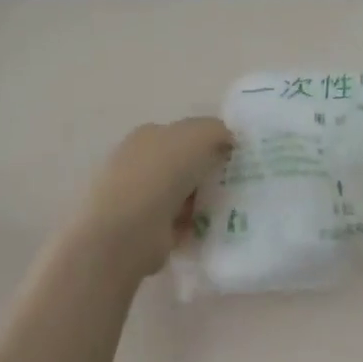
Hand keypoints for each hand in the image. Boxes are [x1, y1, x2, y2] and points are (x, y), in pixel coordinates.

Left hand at [75, 117, 232, 277]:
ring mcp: (137, 197)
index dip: (209, 143)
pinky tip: (210, 230)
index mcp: (147, 135)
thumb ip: (217, 130)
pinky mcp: (142, 230)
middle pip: (182, 165)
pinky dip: (193, 227)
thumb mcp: (198, 136)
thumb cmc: (161, 174)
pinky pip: (178, 224)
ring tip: (228, 211)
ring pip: (181, 195)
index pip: (183, 134)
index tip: (233, 159)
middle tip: (235, 186)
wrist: (128, 231)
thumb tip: (226, 140)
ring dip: (202, 202)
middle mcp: (138, 162)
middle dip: (206, 174)